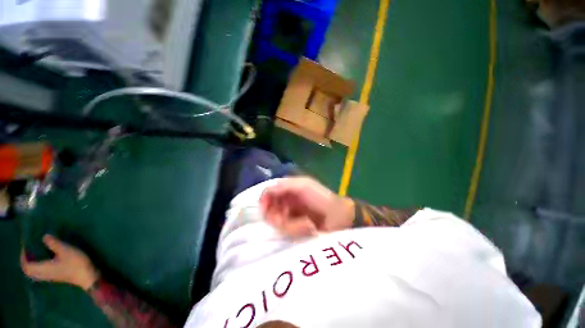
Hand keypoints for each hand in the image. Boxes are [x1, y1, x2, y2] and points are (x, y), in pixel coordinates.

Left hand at [21, 235, 99, 290]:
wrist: (87, 276)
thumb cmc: (75, 263)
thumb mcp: (65, 250)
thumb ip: (54, 243)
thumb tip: (44, 236)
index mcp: (42, 268)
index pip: (26, 265)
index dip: (23, 256)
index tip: (25, 246)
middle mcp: (43, 274)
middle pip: (29, 271)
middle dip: (26, 261)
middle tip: (28, 250)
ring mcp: (50, 276)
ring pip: (34, 273)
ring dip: (32, 265)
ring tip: (35, 255)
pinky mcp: (55, 276)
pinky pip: (41, 273)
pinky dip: (38, 267)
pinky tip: (44, 261)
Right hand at [259, 177, 354, 237]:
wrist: (337, 216)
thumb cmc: (320, 197)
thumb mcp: (303, 185)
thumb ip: (283, 186)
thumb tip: (265, 192)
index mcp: (288, 188)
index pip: (268, 193)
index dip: (264, 200)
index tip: (264, 208)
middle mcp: (286, 201)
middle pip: (269, 209)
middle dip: (276, 215)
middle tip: (285, 219)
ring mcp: (290, 215)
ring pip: (277, 221)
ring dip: (290, 224)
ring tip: (305, 223)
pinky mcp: (294, 227)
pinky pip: (286, 229)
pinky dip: (295, 229)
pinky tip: (307, 226)